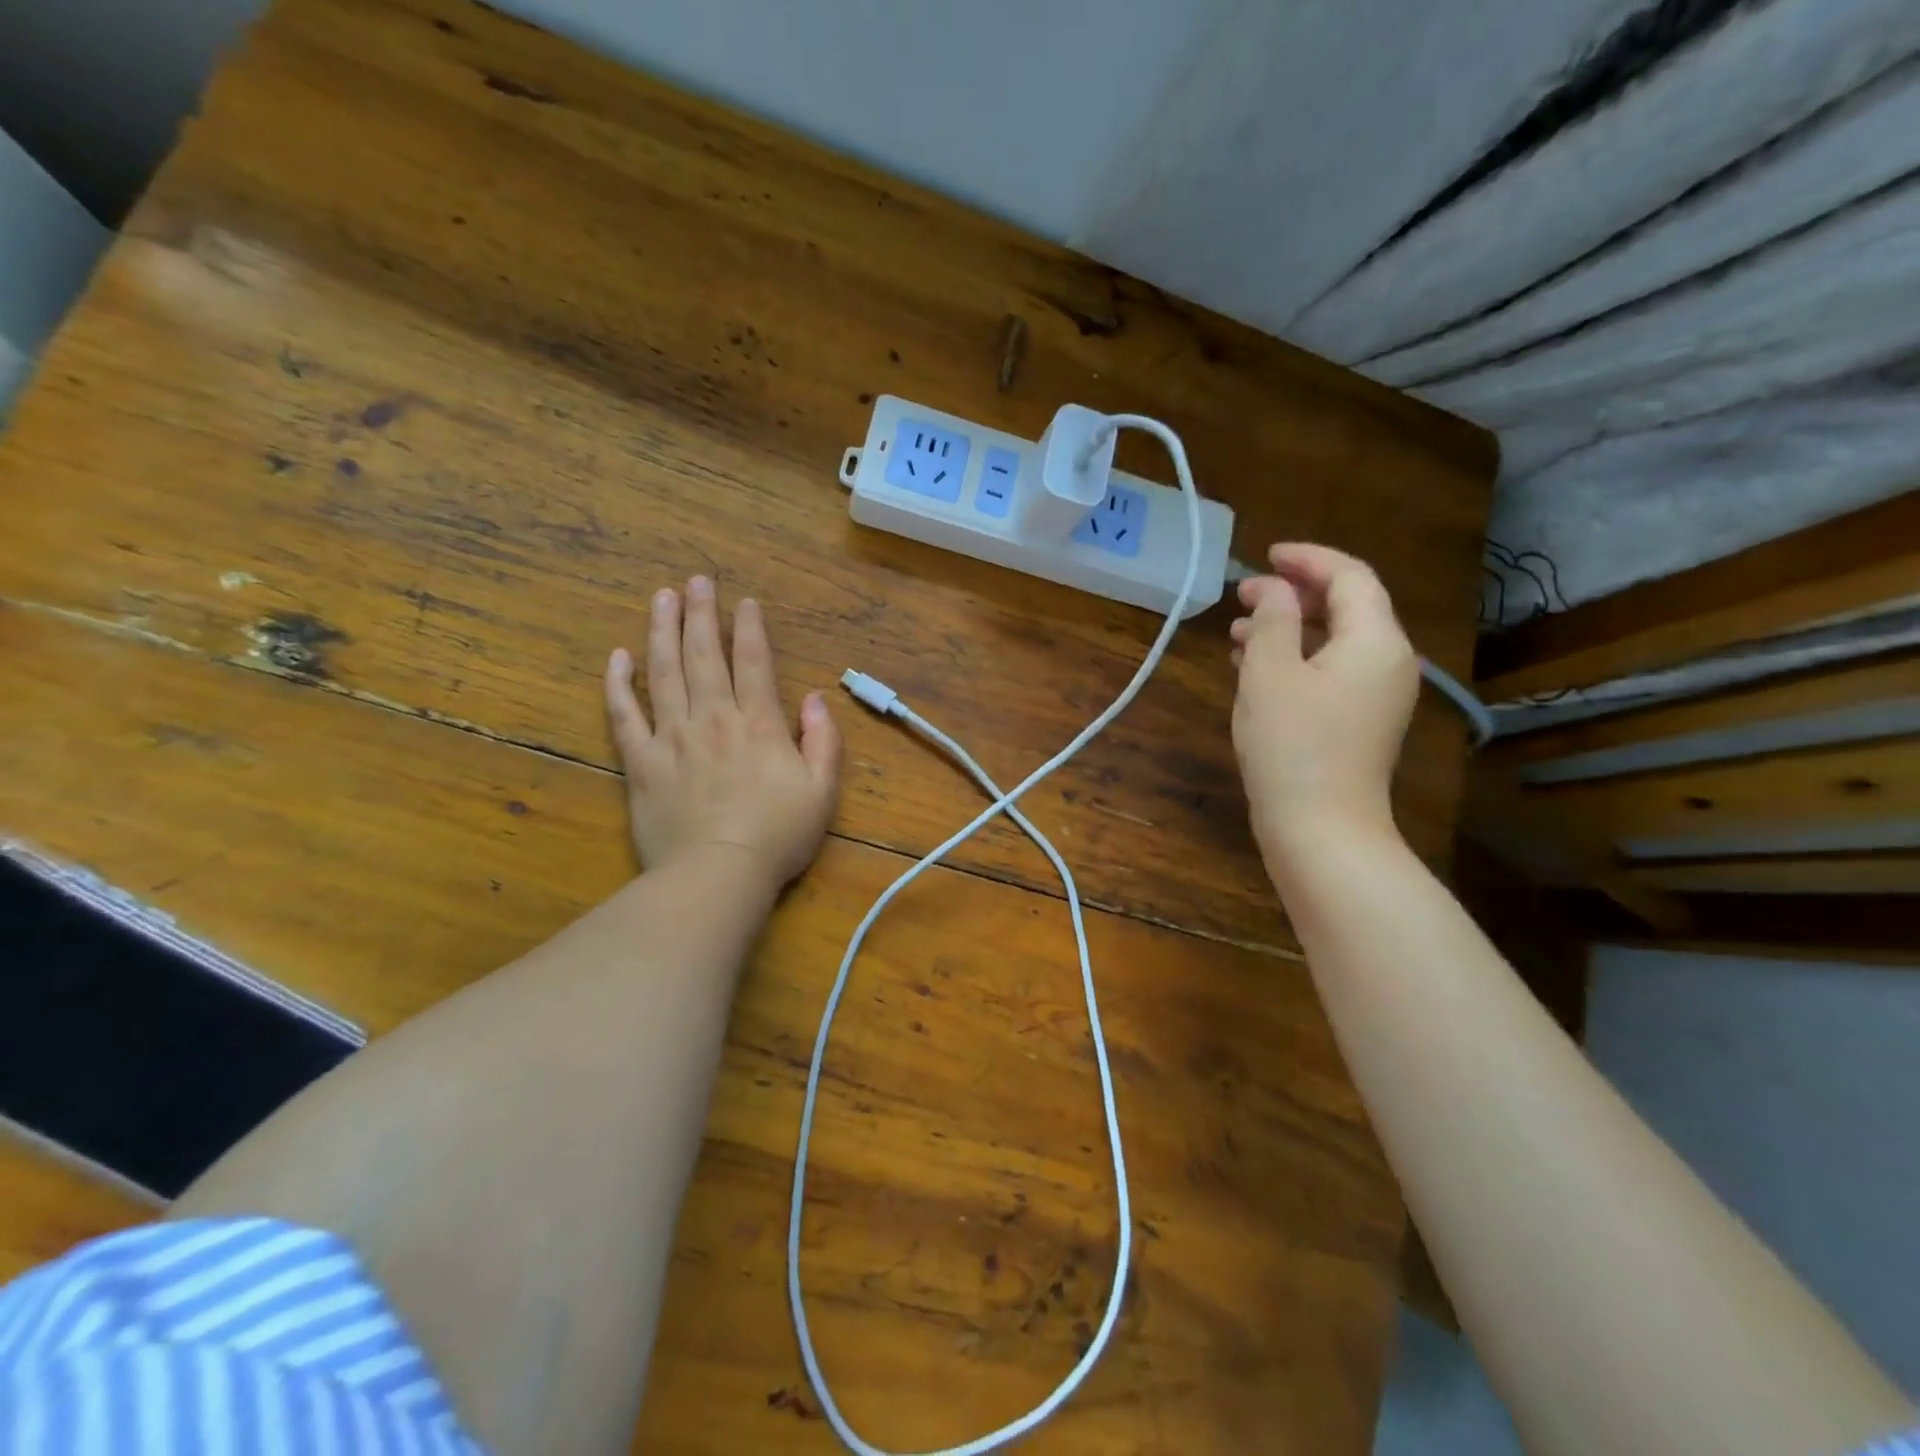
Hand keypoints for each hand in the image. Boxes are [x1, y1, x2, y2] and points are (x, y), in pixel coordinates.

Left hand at [604, 576, 841, 889]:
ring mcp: (672, 738)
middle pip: (705, 656)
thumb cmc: (777, 836)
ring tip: (661, 598)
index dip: (750, 629)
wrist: (717, 875)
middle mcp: (713, 718)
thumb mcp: (822, 791)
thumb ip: (823, 741)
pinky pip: (624, 716)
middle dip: (702, 614)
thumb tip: (815, 699)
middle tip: (696, 580)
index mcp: (758, 724)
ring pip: (664, 673)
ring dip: (663, 632)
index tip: (744, 601)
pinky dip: (618, 684)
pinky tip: (617, 657)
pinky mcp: (641, 762)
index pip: (754, 663)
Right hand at [1229, 543, 1418, 878]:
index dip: (1307, 559)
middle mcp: (1388, 661)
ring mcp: (1379, 695)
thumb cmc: (1292, 746)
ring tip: (1238, 630)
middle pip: (1348, 606)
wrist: (1321, 829)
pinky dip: (1297, 658)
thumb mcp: (1270, 673)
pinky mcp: (1362, 721)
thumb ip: (1272, 619)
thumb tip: (1272, 589)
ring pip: (1335, 641)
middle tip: (1245, 593)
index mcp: (1375, 641)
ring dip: (1290, 628)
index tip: (1265, 556)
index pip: (1349, 577)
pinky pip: (1332, 671)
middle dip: (1295, 593)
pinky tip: (1255, 667)